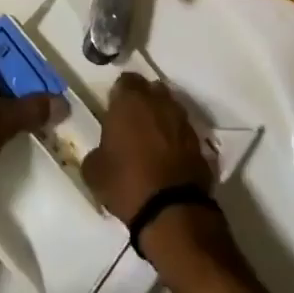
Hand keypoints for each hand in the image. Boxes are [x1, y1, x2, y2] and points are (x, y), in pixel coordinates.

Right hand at [82, 73, 215, 223]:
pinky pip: (183, 131)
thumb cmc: (126, 183)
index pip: (125, 80)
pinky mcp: (199, 142)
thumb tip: (101, 153)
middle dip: (143, 101)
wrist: (172, 211)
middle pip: (151, 90)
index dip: (119, 94)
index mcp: (130, 101)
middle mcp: (159, 102)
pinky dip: (176, 138)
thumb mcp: (94, 172)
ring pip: (170, 108)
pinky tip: (168, 157)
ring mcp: (182, 121)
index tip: (114, 111)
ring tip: (152, 141)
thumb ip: (96, 153)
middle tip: (132, 123)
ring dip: (161, 118)